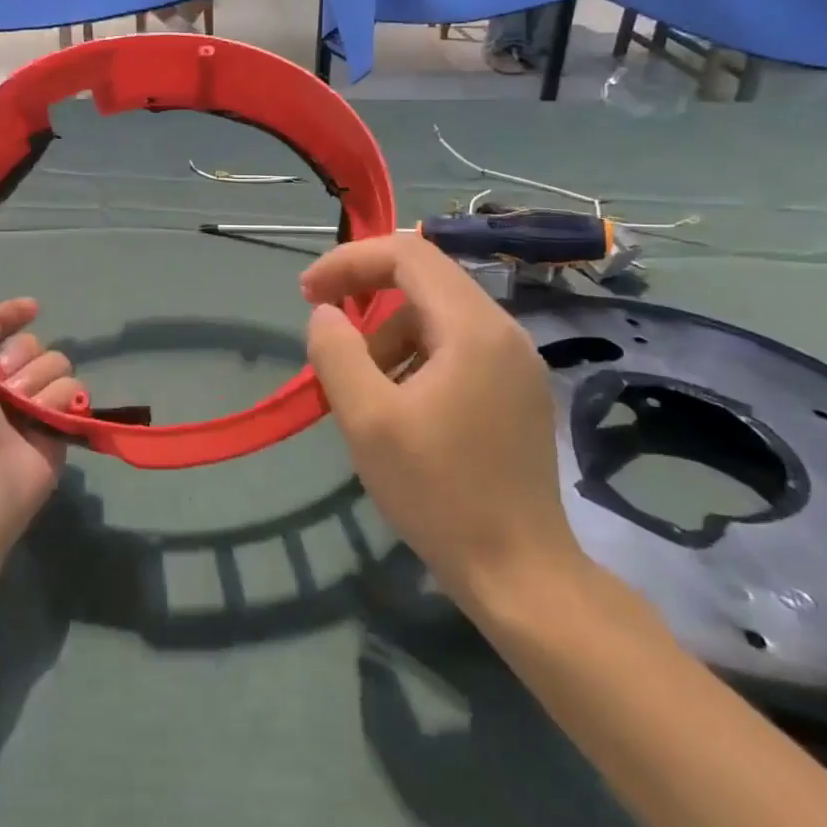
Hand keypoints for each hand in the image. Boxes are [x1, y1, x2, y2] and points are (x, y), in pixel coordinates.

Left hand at [0, 272, 79, 529]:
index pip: (1, 326)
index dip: (13, 314)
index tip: (28, 309)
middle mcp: (1, 385)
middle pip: (32, 343)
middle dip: (22, 353)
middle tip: (2, 376)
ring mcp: (32, 407)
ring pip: (56, 364)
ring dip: (36, 380)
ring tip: (16, 405)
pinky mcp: (59, 426)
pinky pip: (74, 391)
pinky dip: (56, 401)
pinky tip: (38, 418)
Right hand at [301, 234, 584, 607]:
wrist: (519, 572)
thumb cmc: (438, 491)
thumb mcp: (367, 419)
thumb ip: (336, 352)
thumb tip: (325, 314)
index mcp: (472, 328)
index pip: (407, 254)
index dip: (349, 261)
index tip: (307, 293)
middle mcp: (502, 331)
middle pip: (424, 277)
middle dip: (364, 291)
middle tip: (323, 324)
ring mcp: (516, 362)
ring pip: (437, 314)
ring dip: (387, 332)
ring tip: (360, 383)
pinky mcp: (516, 390)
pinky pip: (455, 346)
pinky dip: (414, 355)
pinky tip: (397, 402)